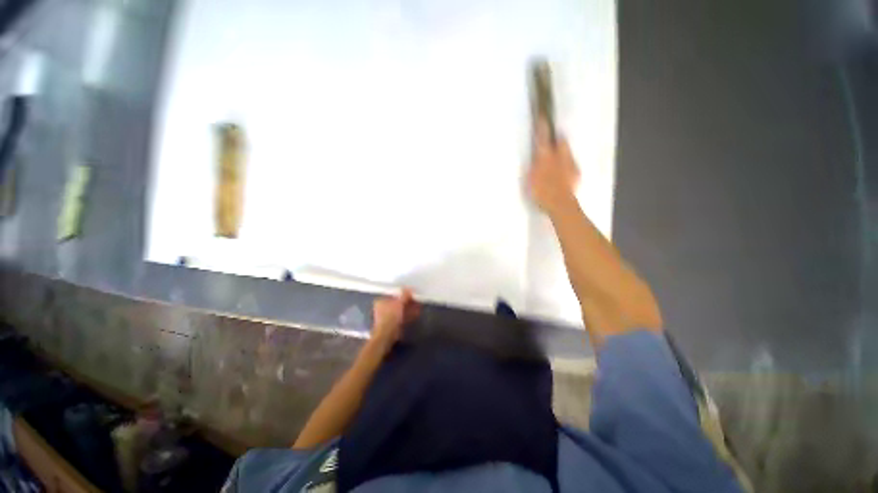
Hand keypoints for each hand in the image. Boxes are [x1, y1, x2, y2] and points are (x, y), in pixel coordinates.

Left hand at [370, 288, 419, 349]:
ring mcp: (388, 317)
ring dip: (410, 308)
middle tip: (416, 299)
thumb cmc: (390, 317)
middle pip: (398, 303)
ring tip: (419, 305)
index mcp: (381, 302)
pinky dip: (409, 315)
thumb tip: (410, 288)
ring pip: (401, 310)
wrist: (387, 335)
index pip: (393, 295)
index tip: (411, 293)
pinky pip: (402, 317)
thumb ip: (404, 295)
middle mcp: (383, 309)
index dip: (403, 294)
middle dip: (408, 301)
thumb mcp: (399, 303)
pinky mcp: (393, 325)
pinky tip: (416, 313)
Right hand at [528, 119, 579, 212]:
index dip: (542, 126)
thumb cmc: (541, 192)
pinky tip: (562, 175)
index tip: (542, 115)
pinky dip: (567, 166)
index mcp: (545, 157)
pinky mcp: (576, 173)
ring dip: (562, 153)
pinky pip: (571, 164)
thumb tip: (536, 155)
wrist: (560, 204)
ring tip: (556, 162)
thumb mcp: (530, 178)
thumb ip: (534, 165)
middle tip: (551, 142)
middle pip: (561, 141)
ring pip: (567, 152)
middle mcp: (560, 157)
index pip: (542, 137)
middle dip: (557, 138)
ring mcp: (570, 164)